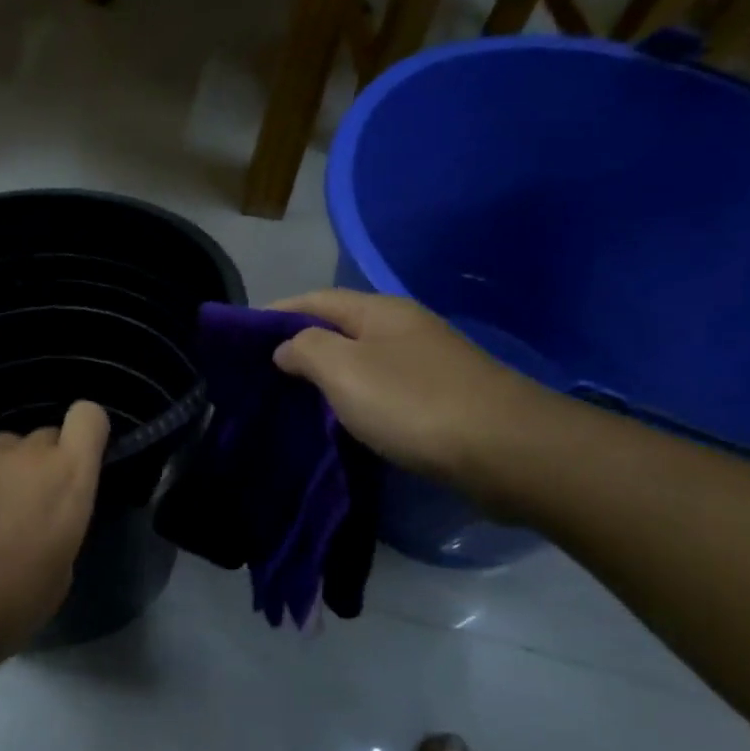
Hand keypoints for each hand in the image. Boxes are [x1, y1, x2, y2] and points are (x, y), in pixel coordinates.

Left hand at [0, 401, 111, 653]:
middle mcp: (29, 453)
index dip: (84, 430)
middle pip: (40, 438)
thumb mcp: (61, 568)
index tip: (75, 454)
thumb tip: (43, 515)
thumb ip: (59, 522)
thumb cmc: (14, 601)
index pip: (89, 417)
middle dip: (36, 465)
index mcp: (69, 477)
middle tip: (20, 504)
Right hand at [270, 289, 555, 495]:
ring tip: (294, 397)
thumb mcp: (344, 369)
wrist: (507, 451)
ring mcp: (428, 362)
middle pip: (340, 327)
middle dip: (301, 343)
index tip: (243, 335)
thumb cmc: (413, 403)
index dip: (277, 312)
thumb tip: (285, 347)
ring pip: (363, 359)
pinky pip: (383, 388)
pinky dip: (355, 397)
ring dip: (329, 373)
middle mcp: (405, 327)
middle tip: (263, 371)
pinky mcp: (443, 398)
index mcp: (380, 311)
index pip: (315, 299)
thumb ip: (306, 349)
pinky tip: (343, 418)